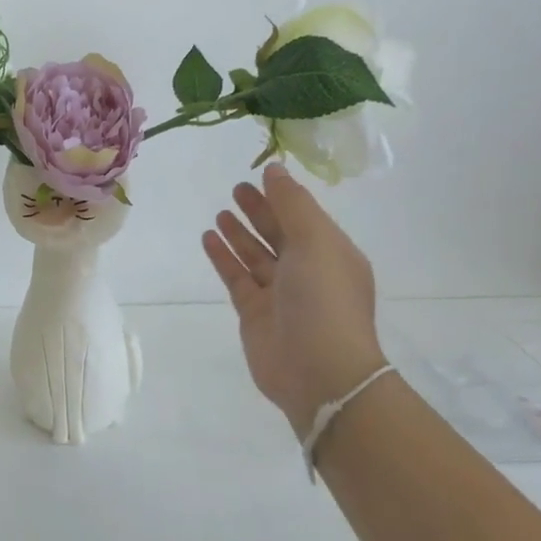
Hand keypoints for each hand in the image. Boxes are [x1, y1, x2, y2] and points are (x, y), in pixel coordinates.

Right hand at [201, 162, 387, 437]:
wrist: (318, 371)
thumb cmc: (324, 299)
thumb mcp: (315, 242)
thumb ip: (292, 204)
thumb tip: (274, 169)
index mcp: (331, 254)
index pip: (305, 217)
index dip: (283, 196)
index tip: (260, 174)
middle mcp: (308, 272)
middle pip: (279, 234)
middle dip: (260, 211)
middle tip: (236, 189)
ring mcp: (280, 294)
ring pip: (256, 255)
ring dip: (240, 233)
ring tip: (221, 213)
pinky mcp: (255, 313)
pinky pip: (237, 277)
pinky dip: (224, 257)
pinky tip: (209, 238)